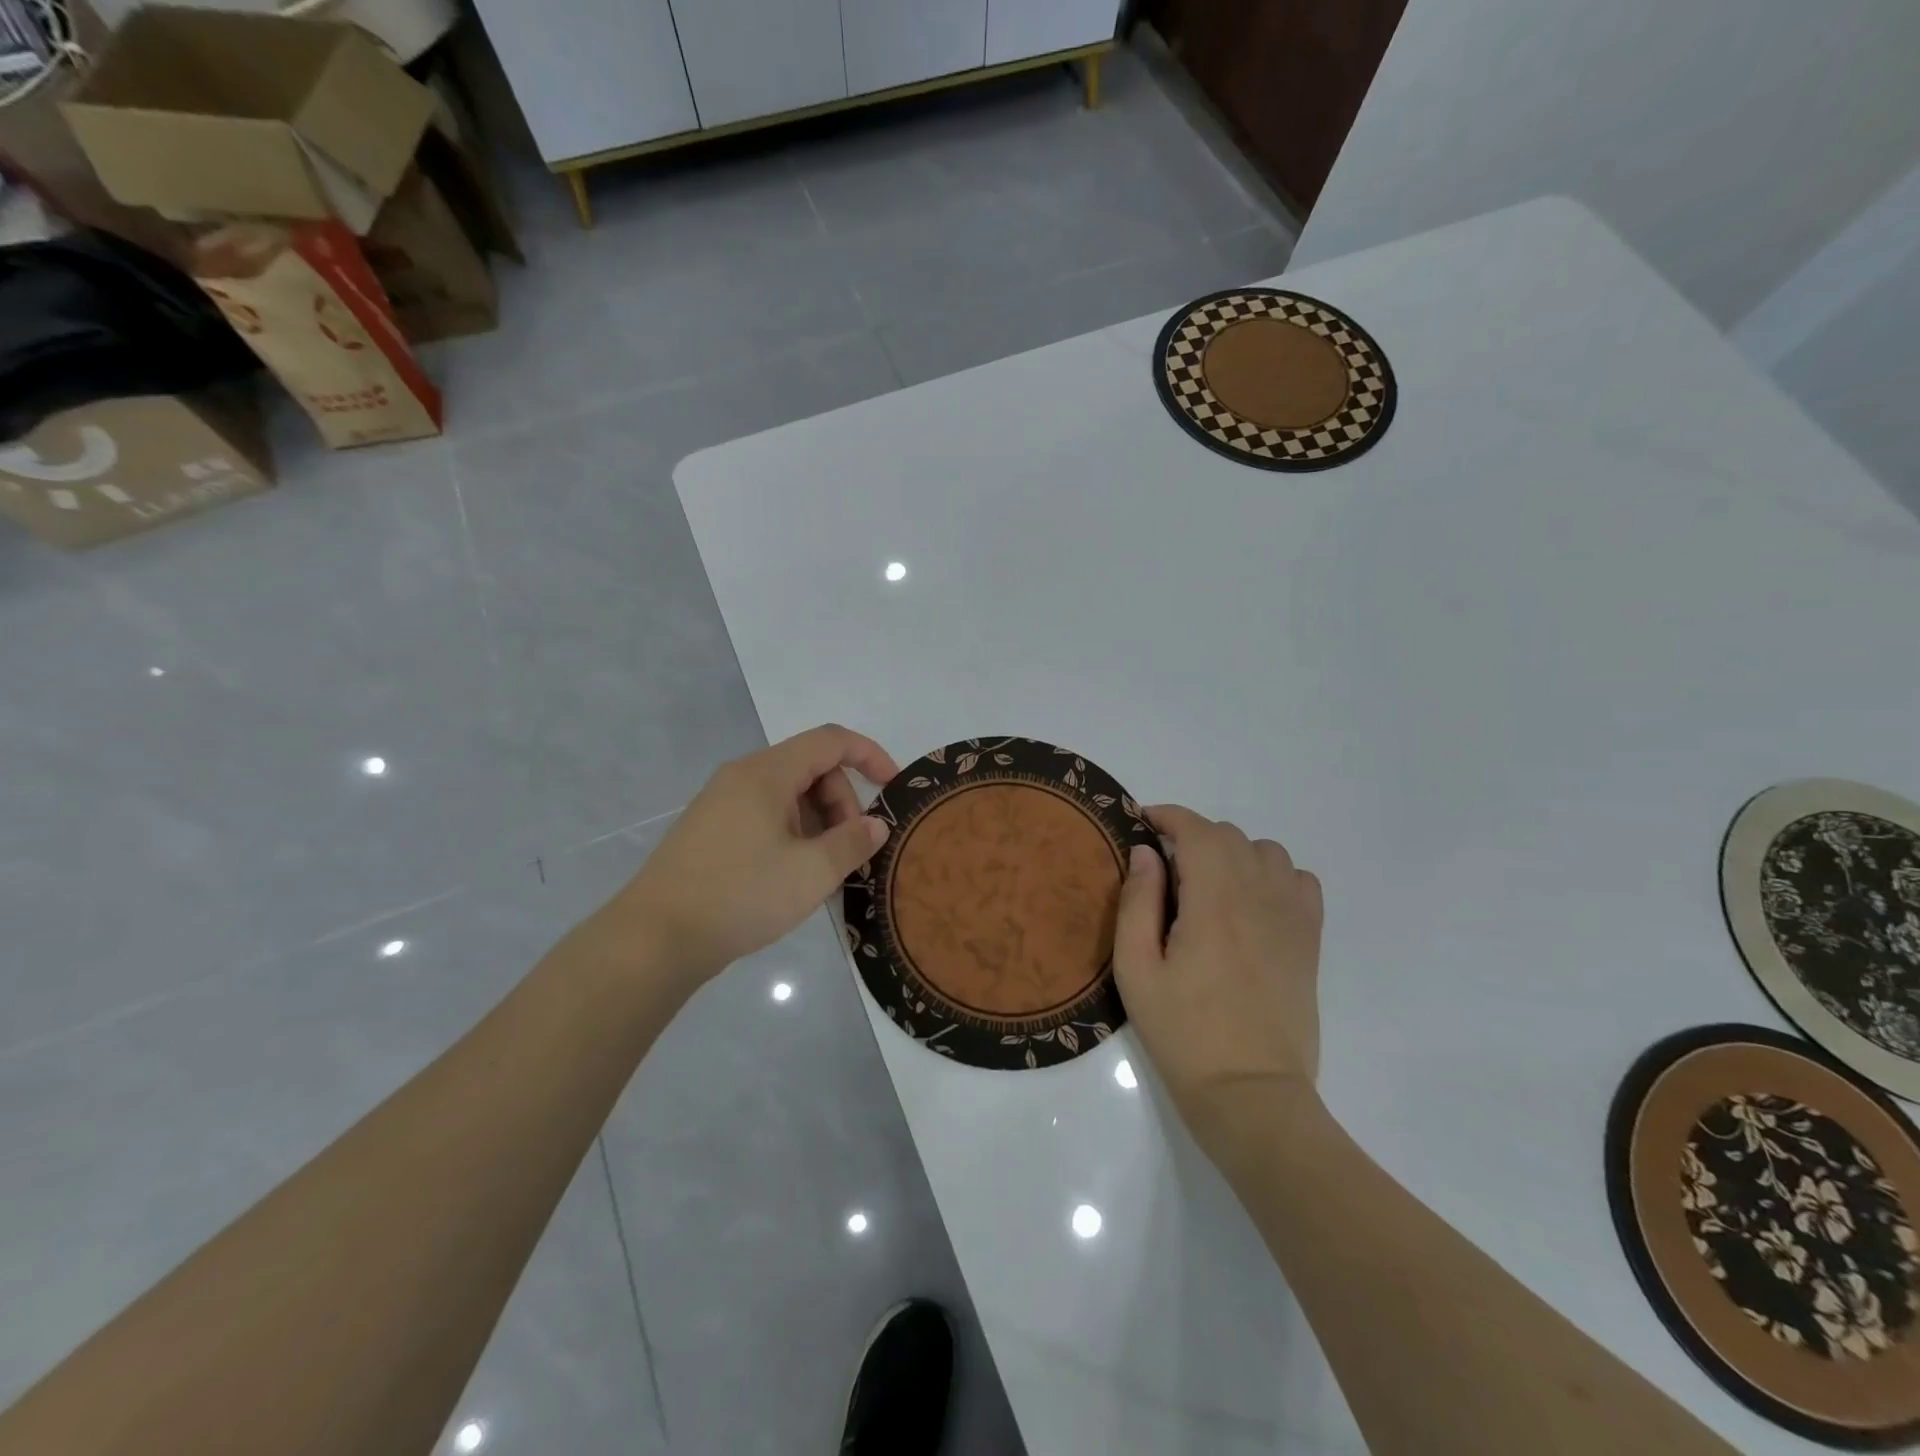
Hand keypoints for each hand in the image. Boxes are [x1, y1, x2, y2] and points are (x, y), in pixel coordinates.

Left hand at [605, 725, 897, 986]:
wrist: (654, 938)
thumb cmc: (740, 895)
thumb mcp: (812, 873)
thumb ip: (853, 842)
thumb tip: (875, 825)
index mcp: (767, 773)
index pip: (830, 741)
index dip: (870, 755)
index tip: (893, 788)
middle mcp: (743, 777)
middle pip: (811, 769)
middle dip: (842, 803)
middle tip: (850, 851)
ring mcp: (722, 803)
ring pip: (789, 796)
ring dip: (818, 824)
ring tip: (824, 871)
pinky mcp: (711, 831)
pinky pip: (766, 816)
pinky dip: (793, 835)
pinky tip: (794, 876)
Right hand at [1113, 805, 1323, 1149]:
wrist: (1251, 1094)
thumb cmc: (1183, 1034)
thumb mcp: (1137, 970)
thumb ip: (1138, 902)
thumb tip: (1146, 853)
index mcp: (1214, 901)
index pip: (1197, 830)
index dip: (1169, 816)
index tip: (1144, 823)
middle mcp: (1259, 897)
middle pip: (1229, 836)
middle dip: (1193, 837)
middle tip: (1165, 871)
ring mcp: (1292, 917)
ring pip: (1266, 852)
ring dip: (1232, 853)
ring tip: (1208, 886)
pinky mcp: (1310, 941)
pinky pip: (1300, 881)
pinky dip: (1273, 876)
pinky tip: (1252, 904)